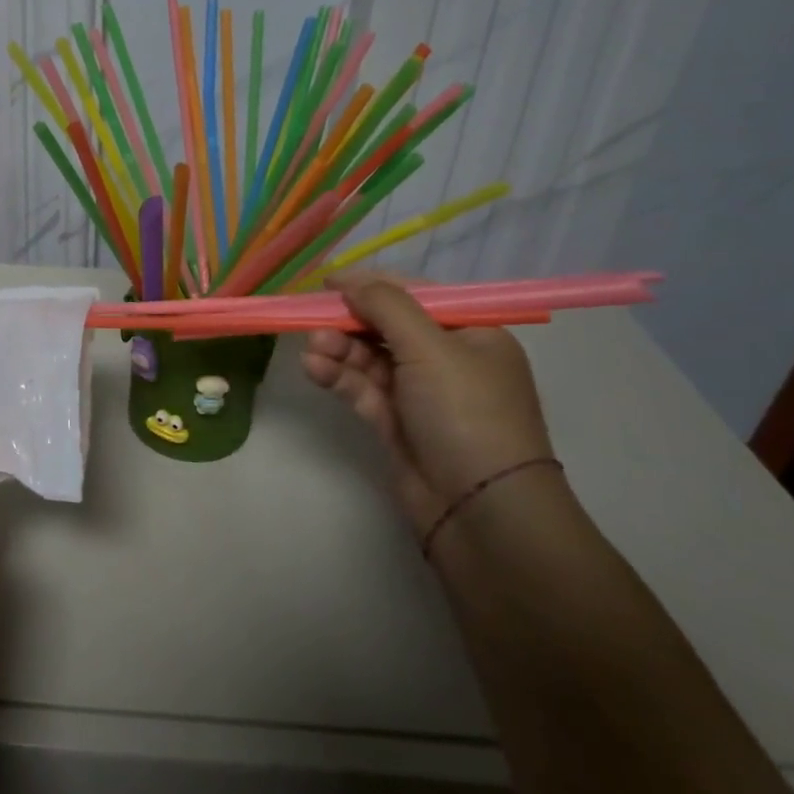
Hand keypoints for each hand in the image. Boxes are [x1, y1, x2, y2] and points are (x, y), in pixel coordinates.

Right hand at [301, 272, 556, 532]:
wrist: (482, 511)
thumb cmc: (466, 413)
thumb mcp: (431, 348)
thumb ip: (387, 307)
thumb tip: (351, 282)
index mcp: (472, 334)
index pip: (417, 296)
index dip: (372, 286)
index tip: (328, 282)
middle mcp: (448, 360)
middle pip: (388, 327)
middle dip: (349, 322)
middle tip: (312, 319)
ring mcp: (421, 395)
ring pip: (370, 359)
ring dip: (339, 349)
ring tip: (311, 349)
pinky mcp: (398, 424)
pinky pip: (363, 389)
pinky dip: (339, 377)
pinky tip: (314, 369)